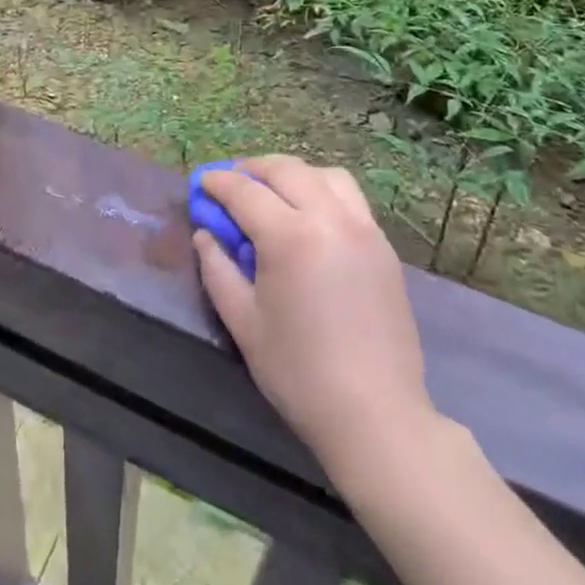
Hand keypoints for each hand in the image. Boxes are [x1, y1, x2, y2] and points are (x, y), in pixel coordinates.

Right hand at [194, 156, 436, 480]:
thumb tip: (206, 234)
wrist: (376, 415)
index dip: (218, 183)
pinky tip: (310, 216)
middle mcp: (329, 219)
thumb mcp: (244, 323)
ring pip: (324, 175)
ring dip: (293, 174)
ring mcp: (363, 229)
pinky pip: (351, 198)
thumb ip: (218, 270)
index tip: (201, 183)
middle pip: (286, 170)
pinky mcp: (383, 246)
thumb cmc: (299, 373)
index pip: (245, 191)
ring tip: (274, 192)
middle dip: (252, 168)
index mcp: (290, 237)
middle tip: (232, 182)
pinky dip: (323, 191)